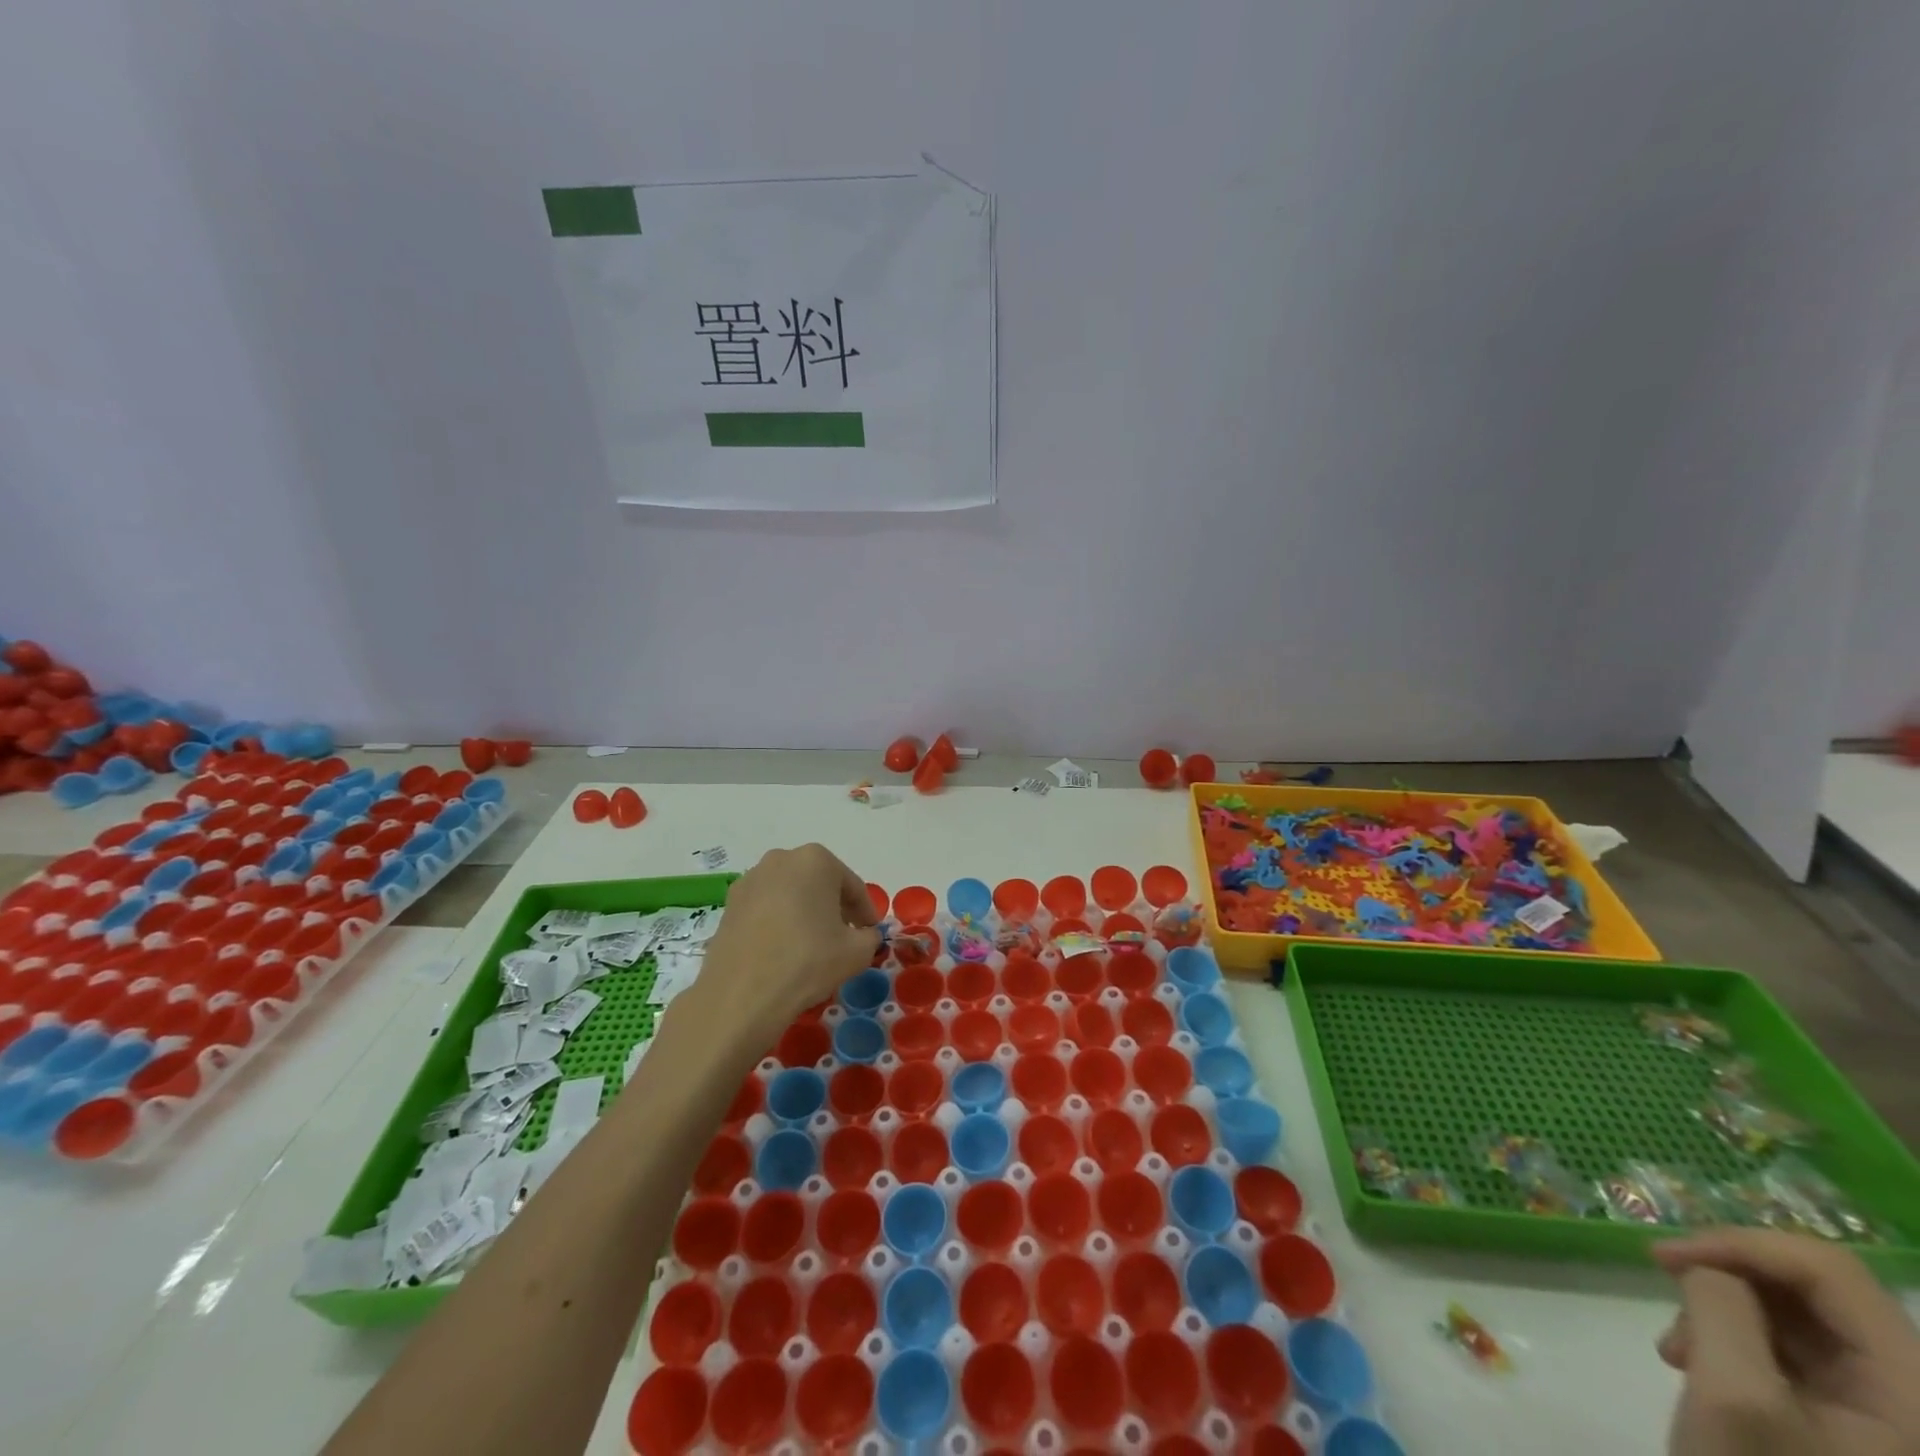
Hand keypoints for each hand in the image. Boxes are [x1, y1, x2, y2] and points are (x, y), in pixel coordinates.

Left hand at [691, 844, 879, 1042]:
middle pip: (820, 883)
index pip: (852, 886)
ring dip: (805, 913)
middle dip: (834, 907)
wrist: (741, 995)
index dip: (866, 912)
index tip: (871, 933)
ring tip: (812, 945)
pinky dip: (779, 922)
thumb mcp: (857, 952)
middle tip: (845, 937)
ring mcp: (750, 880)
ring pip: (791, 894)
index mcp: (816, 860)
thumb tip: (864, 935)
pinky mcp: (730, 904)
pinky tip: (783, 950)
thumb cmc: (807, 962)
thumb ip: (870, 936)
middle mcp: (781, 859)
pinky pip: (766, 908)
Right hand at [1654, 1230, 1919, 1454]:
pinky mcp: (1856, 1428)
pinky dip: (1733, 1340)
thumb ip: (1720, 1306)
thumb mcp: (1733, 1396)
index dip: (1741, 1244)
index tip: (1664, 1256)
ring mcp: (1891, 1420)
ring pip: (1796, 1318)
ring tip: (1677, 1349)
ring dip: (1722, 1311)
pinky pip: (1794, 1353)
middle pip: (1816, 1291)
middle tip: (1665, 1296)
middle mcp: (1918, 1401)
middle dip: (1725, 1281)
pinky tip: (1699, 1366)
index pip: (1829, 1269)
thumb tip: (1708, 1268)